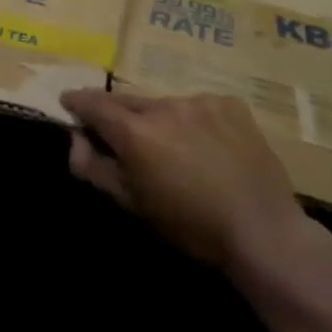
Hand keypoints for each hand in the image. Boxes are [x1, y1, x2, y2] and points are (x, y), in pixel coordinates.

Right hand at [60, 90, 313, 267]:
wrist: (262, 230)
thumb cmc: (188, 225)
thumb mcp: (130, 203)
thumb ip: (93, 167)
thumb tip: (75, 139)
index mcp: (135, 131)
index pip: (93, 103)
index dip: (76, 102)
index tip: (68, 103)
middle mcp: (165, 106)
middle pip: (128, 101)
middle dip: (117, 114)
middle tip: (118, 134)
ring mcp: (202, 101)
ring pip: (165, 105)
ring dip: (157, 120)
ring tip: (170, 146)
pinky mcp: (231, 105)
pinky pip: (199, 107)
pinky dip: (192, 121)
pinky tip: (206, 146)